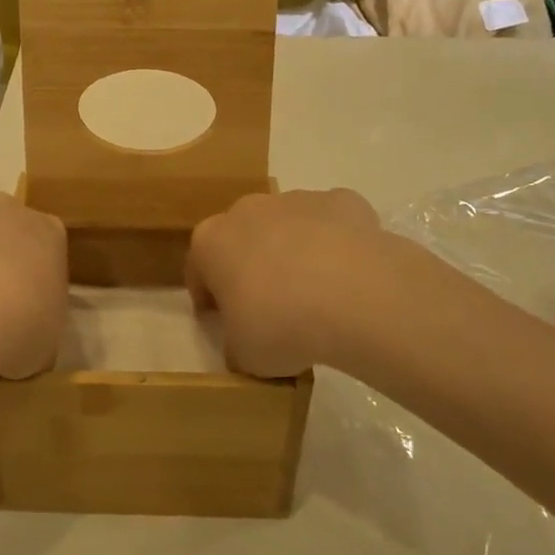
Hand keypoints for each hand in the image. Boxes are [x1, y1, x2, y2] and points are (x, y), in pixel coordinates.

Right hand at [186, 188, 387, 378]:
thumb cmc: (281, 325)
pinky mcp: (342, 200)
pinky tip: (353, 275)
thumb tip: (244, 344)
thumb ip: (237, 344)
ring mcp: (296, 199)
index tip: (222, 320)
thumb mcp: (244, 355)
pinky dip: (339, 242)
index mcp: (211, 242)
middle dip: (252, 265)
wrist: (355, 295)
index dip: (209, 296)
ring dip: (295, 250)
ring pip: (289, 225)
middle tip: (271, 306)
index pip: (199, 268)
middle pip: (243, 237)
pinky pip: (333, 223)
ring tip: (319, 293)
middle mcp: (248, 210)